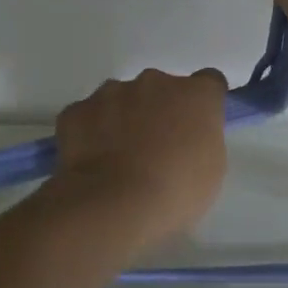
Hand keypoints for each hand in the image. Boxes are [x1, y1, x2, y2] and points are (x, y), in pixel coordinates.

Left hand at [52, 68, 228, 248]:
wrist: (114, 205)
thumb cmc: (177, 192)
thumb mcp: (211, 169)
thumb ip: (202, 139)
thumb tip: (186, 137)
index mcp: (195, 95)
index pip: (209, 82)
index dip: (203, 104)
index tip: (198, 126)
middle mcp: (154, 82)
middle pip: (162, 88)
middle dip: (160, 110)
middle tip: (156, 148)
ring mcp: (111, 92)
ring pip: (122, 98)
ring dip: (124, 118)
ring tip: (119, 158)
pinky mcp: (77, 110)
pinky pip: (89, 116)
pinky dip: (92, 132)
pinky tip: (93, 162)